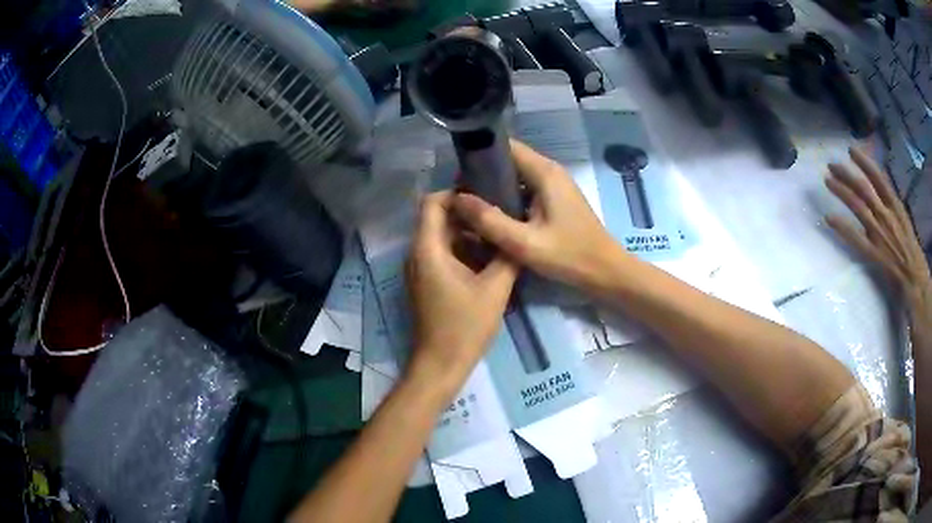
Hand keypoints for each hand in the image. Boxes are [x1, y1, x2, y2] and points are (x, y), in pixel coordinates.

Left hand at [405, 191, 518, 388]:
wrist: (441, 364)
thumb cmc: (465, 326)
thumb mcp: (495, 288)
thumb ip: (507, 255)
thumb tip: (516, 231)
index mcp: (428, 248)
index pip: (432, 202)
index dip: (456, 193)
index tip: (486, 195)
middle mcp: (417, 253)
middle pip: (437, 218)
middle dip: (467, 213)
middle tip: (499, 212)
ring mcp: (419, 269)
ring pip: (442, 237)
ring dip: (468, 233)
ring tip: (499, 233)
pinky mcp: (426, 282)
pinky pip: (442, 254)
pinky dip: (463, 250)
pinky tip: (489, 258)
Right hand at [452, 140, 623, 290]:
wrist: (606, 272)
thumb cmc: (569, 256)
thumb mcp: (524, 243)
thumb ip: (489, 220)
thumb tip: (456, 199)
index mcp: (544, 172)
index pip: (505, 147)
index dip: (479, 156)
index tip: (457, 176)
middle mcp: (550, 171)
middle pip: (509, 161)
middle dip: (483, 175)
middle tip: (460, 197)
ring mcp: (555, 186)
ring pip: (516, 177)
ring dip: (494, 189)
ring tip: (471, 208)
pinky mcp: (556, 200)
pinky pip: (525, 191)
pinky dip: (508, 199)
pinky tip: (494, 218)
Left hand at [825, 146, 930, 300]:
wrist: (917, 282)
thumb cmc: (913, 254)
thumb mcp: (905, 222)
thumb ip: (892, 209)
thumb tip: (880, 195)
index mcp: (896, 207)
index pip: (879, 178)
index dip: (864, 162)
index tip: (851, 149)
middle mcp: (887, 215)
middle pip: (864, 189)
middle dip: (847, 174)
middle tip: (831, 164)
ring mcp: (880, 234)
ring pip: (858, 207)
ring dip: (841, 192)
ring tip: (827, 180)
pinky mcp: (875, 254)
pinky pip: (856, 239)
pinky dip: (842, 227)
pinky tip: (828, 218)